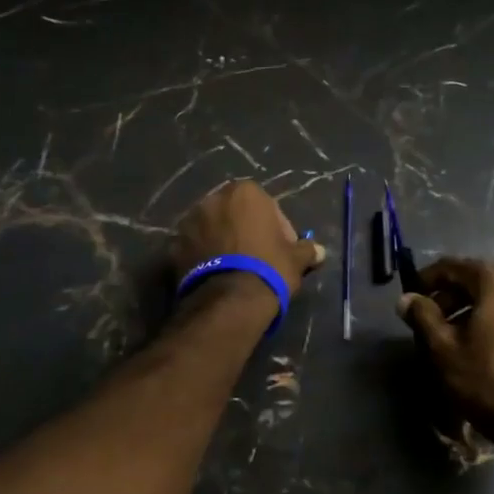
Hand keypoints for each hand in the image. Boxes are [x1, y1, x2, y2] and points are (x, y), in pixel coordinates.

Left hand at [173, 179, 325, 293]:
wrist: (229, 301)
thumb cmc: (268, 268)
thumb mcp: (296, 259)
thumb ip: (307, 250)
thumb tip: (320, 251)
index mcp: (245, 192)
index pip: (267, 205)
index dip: (277, 228)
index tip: (282, 248)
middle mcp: (213, 199)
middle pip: (236, 213)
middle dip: (246, 229)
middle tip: (259, 256)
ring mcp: (189, 221)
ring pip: (213, 228)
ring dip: (223, 241)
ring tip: (235, 268)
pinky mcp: (174, 245)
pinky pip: (195, 246)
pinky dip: (204, 256)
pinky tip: (217, 275)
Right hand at [398, 257, 493, 448]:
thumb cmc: (489, 382)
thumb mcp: (444, 350)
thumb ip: (423, 317)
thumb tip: (406, 298)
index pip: (453, 266)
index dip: (427, 279)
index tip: (410, 297)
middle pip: (476, 280)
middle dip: (448, 296)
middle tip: (427, 321)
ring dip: (468, 310)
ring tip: (449, 338)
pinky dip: (489, 321)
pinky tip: (478, 348)